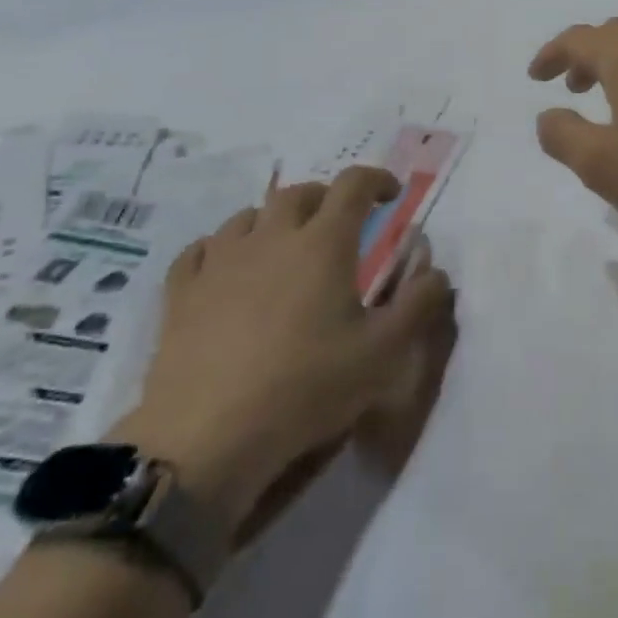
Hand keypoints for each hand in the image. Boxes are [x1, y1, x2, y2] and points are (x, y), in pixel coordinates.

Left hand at [115, 168, 454, 534]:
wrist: (206, 437)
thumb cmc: (306, 387)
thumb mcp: (383, 353)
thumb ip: (419, 304)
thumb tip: (436, 270)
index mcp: (324, 243)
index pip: (353, 185)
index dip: (376, 179)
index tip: (390, 195)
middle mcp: (272, 236)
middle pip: (300, 193)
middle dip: (326, 198)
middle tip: (340, 224)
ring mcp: (220, 261)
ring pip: (248, 216)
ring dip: (273, 220)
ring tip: (284, 246)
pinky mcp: (181, 292)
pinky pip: (200, 249)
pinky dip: (221, 247)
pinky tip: (225, 268)